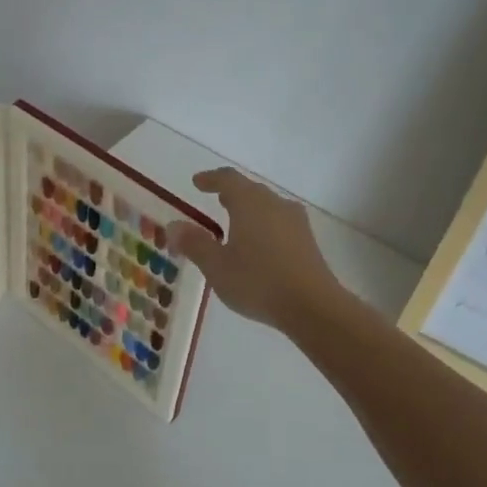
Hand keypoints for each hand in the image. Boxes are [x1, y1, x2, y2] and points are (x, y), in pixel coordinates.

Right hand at [169, 168, 345, 330]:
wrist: (313, 307)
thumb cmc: (258, 281)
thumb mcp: (216, 266)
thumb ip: (194, 243)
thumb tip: (173, 225)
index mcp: (250, 203)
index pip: (228, 179)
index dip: (211, 179)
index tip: (197, 182)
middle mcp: (275, 204)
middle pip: (250, 190)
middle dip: (231, 193)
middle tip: (216, 199)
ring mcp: (295, 222)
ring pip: (267, 206)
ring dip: (249, 210)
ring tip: (235, 223)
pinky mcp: (307, 242)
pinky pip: (279, 223)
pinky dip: (263, 225)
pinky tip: (258, 246)